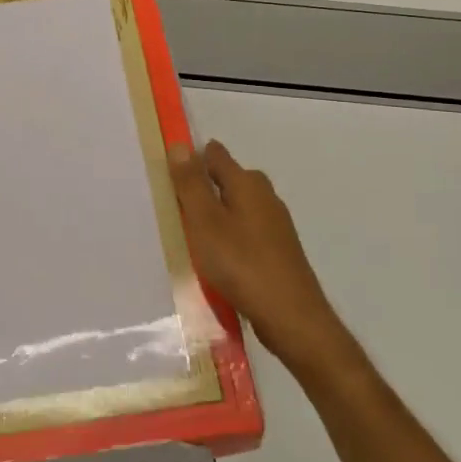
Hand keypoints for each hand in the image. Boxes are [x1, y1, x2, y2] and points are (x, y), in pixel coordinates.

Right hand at [168, 139, 349, 372]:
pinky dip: (230, 233)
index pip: (215, 155)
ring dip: (217, 212)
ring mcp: (276, 224)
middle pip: (229, 179)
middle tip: (175, 204)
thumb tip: (180, 145)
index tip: (169, 172)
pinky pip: (247, 229)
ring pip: (239, 206)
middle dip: (204, 185)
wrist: (291, 316)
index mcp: (247, 183)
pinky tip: (218, 255)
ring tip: (191, 231)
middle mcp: (265, 196)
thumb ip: (191, 184)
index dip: (192, 158)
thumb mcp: (205, 222)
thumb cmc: (241, 263)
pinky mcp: (279, 249)